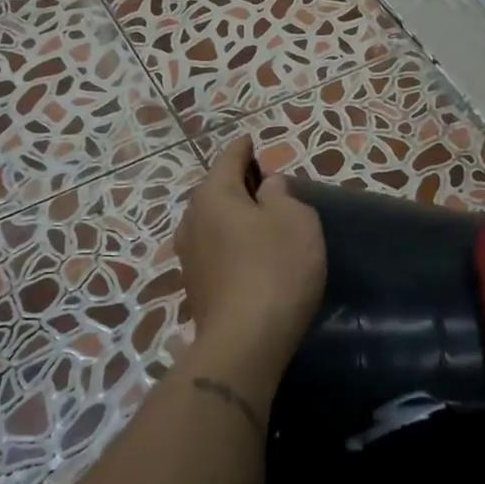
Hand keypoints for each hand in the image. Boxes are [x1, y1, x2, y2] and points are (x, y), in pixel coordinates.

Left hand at [176, 138, 326, 373]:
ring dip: (232, 218)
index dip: (244, 149)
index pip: (229, 159)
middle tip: (264, 184)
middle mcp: (192, 221)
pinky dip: (230, 245)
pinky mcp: (195, 287)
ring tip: (258, 221)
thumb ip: (283, 196)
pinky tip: (248, 256)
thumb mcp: (296, 221)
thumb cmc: (276, 270)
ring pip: (212, 224)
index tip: (251, 141)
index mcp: (214, 195)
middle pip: (215, 192)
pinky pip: (214, 251)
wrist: (245, 342)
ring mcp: (188, 257)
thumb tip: (268, 188)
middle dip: (237, 185)